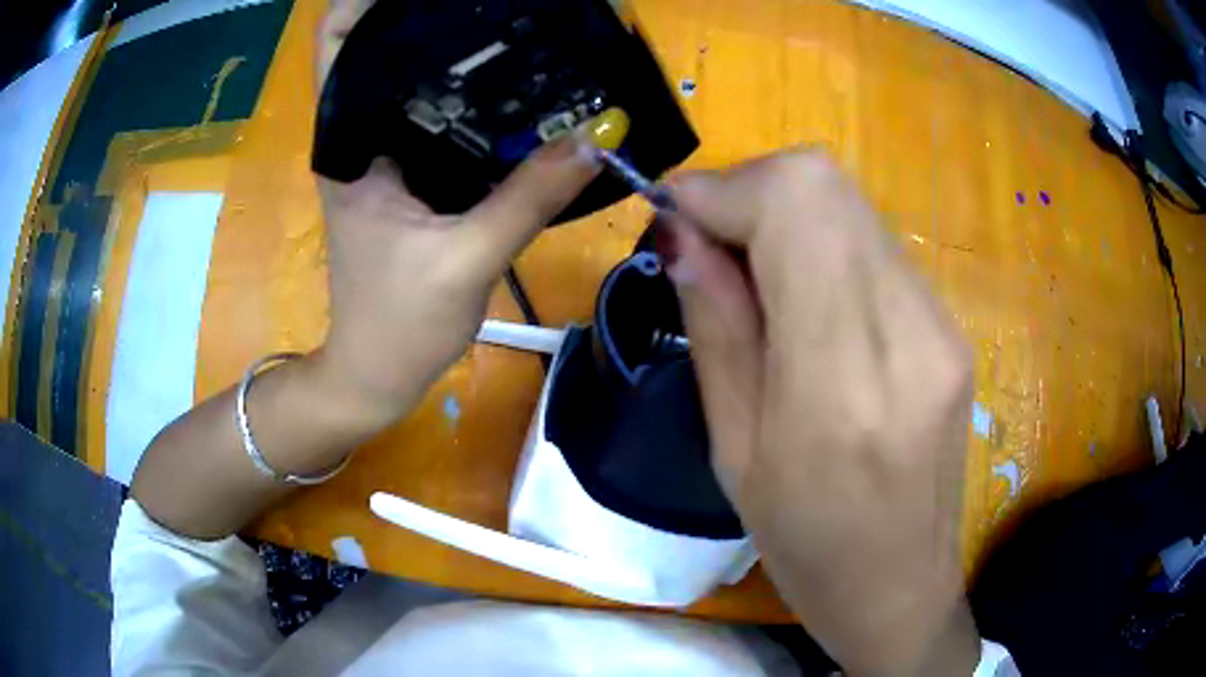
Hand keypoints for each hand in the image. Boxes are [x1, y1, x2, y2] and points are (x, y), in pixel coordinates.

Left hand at [312, 0, 599, 421]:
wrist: (376, 373)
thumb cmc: (398, 324)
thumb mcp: (465, 260)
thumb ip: (528, 196)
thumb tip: (598, 136)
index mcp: (349, 143)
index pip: (340, 44)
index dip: (367, 1)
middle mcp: (362, 134)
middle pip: (386, 48)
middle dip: (431, 15)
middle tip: (496, 0)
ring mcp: (388, 152)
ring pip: (419, 78)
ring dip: (459, 50)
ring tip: (514, 25)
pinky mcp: (412, 173)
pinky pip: (444, 115)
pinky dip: (477, 96)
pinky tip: (520, 87)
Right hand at [661, 149, 980, 674]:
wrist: (901, 587)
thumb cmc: (805, 545)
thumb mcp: (733, 449)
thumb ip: (716, 324)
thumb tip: (684, 231)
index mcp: (841, 382)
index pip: (796, 205)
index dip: (725, 189)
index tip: (677, 217)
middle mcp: (909, 333)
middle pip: (827, 185)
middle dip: (752, 191)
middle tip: (711, 245)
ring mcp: (943, 326)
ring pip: (853, 207)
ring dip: (788, 216)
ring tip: (755, 278)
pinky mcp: (954, 328)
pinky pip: (877, 247)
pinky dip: (826, 245)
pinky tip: (808, 300)